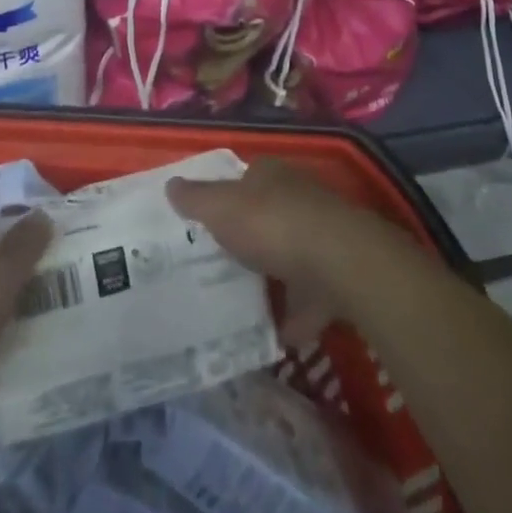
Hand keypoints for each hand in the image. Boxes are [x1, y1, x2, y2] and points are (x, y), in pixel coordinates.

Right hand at [167, 159, 400, 349]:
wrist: (341, 264)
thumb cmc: (272, 224)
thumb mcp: (221, 208)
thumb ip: (195, 199)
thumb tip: (171, 185)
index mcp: (271, 175)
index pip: (245, 177)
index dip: (226, 195)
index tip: (205, 220)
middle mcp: (299, 199)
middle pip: (268, 216)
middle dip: (249, 237)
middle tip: (218, 262)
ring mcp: (322, 240)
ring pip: (290, 256)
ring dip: (272, 277)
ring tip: (241, 301)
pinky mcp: (338, 278)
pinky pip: (309, 300)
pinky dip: (294, 317)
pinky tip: (273, 337)